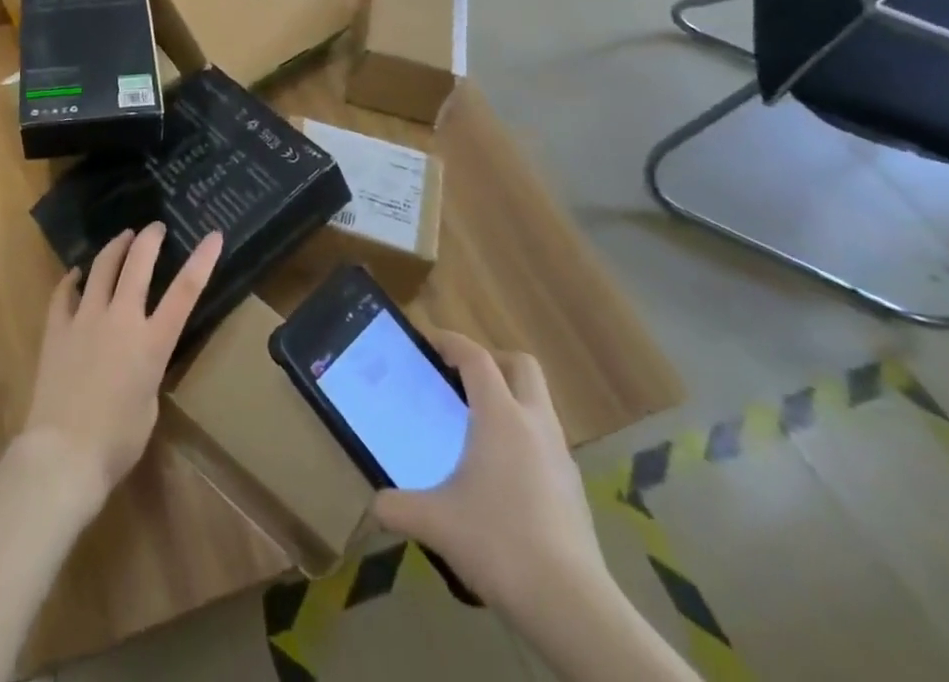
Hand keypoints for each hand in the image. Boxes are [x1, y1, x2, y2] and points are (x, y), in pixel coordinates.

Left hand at [20, 223, 224, 503]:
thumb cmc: (117, 441)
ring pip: (102, 267)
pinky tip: (76, 273)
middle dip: (150, 239)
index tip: (214, 235)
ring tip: (122, 236)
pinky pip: (64, 292)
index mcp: (152, 342)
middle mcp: (121, 319)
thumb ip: (147, 367)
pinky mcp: (58, 328)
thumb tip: (137, 355)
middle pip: (138, 264)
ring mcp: (86, 319)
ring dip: (115, 247)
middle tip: (155, 227)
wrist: (64, 453)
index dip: (202, 260)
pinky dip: (73, 279)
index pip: (185, 291)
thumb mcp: (149, 402)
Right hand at [372, 333, 607, 624]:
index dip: (451, 341)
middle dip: (493, 361)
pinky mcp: (574, 490)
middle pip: (522, 366)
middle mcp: (535, 424)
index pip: (476, 357)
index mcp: (500, 416)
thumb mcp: (436, 523)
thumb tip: (373, 505)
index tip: (428, 342)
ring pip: (538, 404)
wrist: (572, 607)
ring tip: (478, 429)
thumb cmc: (499, 543)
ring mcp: (561, 457)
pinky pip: (546, 444)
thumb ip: (398, 508)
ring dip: (511, 401)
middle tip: (462, 378)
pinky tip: (503, 478)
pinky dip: (524, 442)